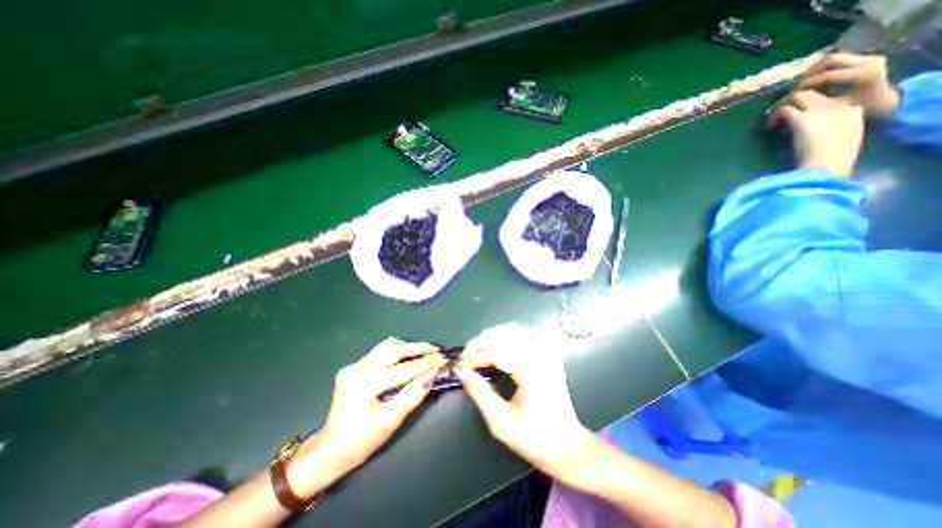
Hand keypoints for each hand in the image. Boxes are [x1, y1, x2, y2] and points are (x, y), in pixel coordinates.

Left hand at [286, 339, 445, 493]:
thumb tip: (433, 373)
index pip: (402, 369)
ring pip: (386, 346)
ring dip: (408, 347)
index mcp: (363, 384)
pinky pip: (379, 352)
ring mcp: (353, 366)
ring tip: (425, 351)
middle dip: (418, 349)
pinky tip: (407, 355)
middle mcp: (356, 369)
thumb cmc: (361, 441)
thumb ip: (413, 395)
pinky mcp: (353, 367)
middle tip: (437, 350)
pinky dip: (397, 351)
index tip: (443, 361)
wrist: (330, 450)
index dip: (425, 364)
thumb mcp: (391, 421)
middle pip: (394, 350)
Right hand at [454, 323, 589, 475]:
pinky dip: (506, 336)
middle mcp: (541, 354)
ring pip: (514, 329)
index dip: (474, 356)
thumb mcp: (501, 422)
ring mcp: (547, 351)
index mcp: (532, 371)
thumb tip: (461, 372)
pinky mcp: (548, 353)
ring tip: (478, 351)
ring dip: (492, 336)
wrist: (567, 445)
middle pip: (505, 333)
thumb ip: (479, 392)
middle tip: (465, 357)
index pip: (496, 351)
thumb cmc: (534, 438)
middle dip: (480, 342)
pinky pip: (524, 333)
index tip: (460, 366)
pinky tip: (497, 347)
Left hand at [769, 92, 863, 176]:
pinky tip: (769, 127)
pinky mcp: (802, 118)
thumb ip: (828, 130)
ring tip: (771, 120)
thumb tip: (803, 131)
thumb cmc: (832, 159)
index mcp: (853, 110)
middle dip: (792, 99)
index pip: (830, 98)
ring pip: (798, 96)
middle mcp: (839, 104)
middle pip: (813, 92)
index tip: (796, 115)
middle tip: (777, 113)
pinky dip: (774, 116)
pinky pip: (785, 109)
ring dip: (780, 106)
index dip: (810, 104)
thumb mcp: (838, 140)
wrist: (828, 165)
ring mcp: (821, 109)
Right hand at [794, 52, 896, 117]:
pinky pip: (838, 60)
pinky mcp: (865, 59)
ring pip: (833, 58)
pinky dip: (822, 68)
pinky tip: (813, 79)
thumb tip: (796, 102)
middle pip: (831, 61)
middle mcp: (869, 61)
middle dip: (809, 74)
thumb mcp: (838, 109)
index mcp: (864, 74)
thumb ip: (819, 103)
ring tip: (802, 83)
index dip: (806, 85)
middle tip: (796, 86)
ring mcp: (869, 58)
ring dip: (814, 70)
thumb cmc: (859, 110)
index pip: (828, 76)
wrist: (885, 101)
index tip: (792, 95)